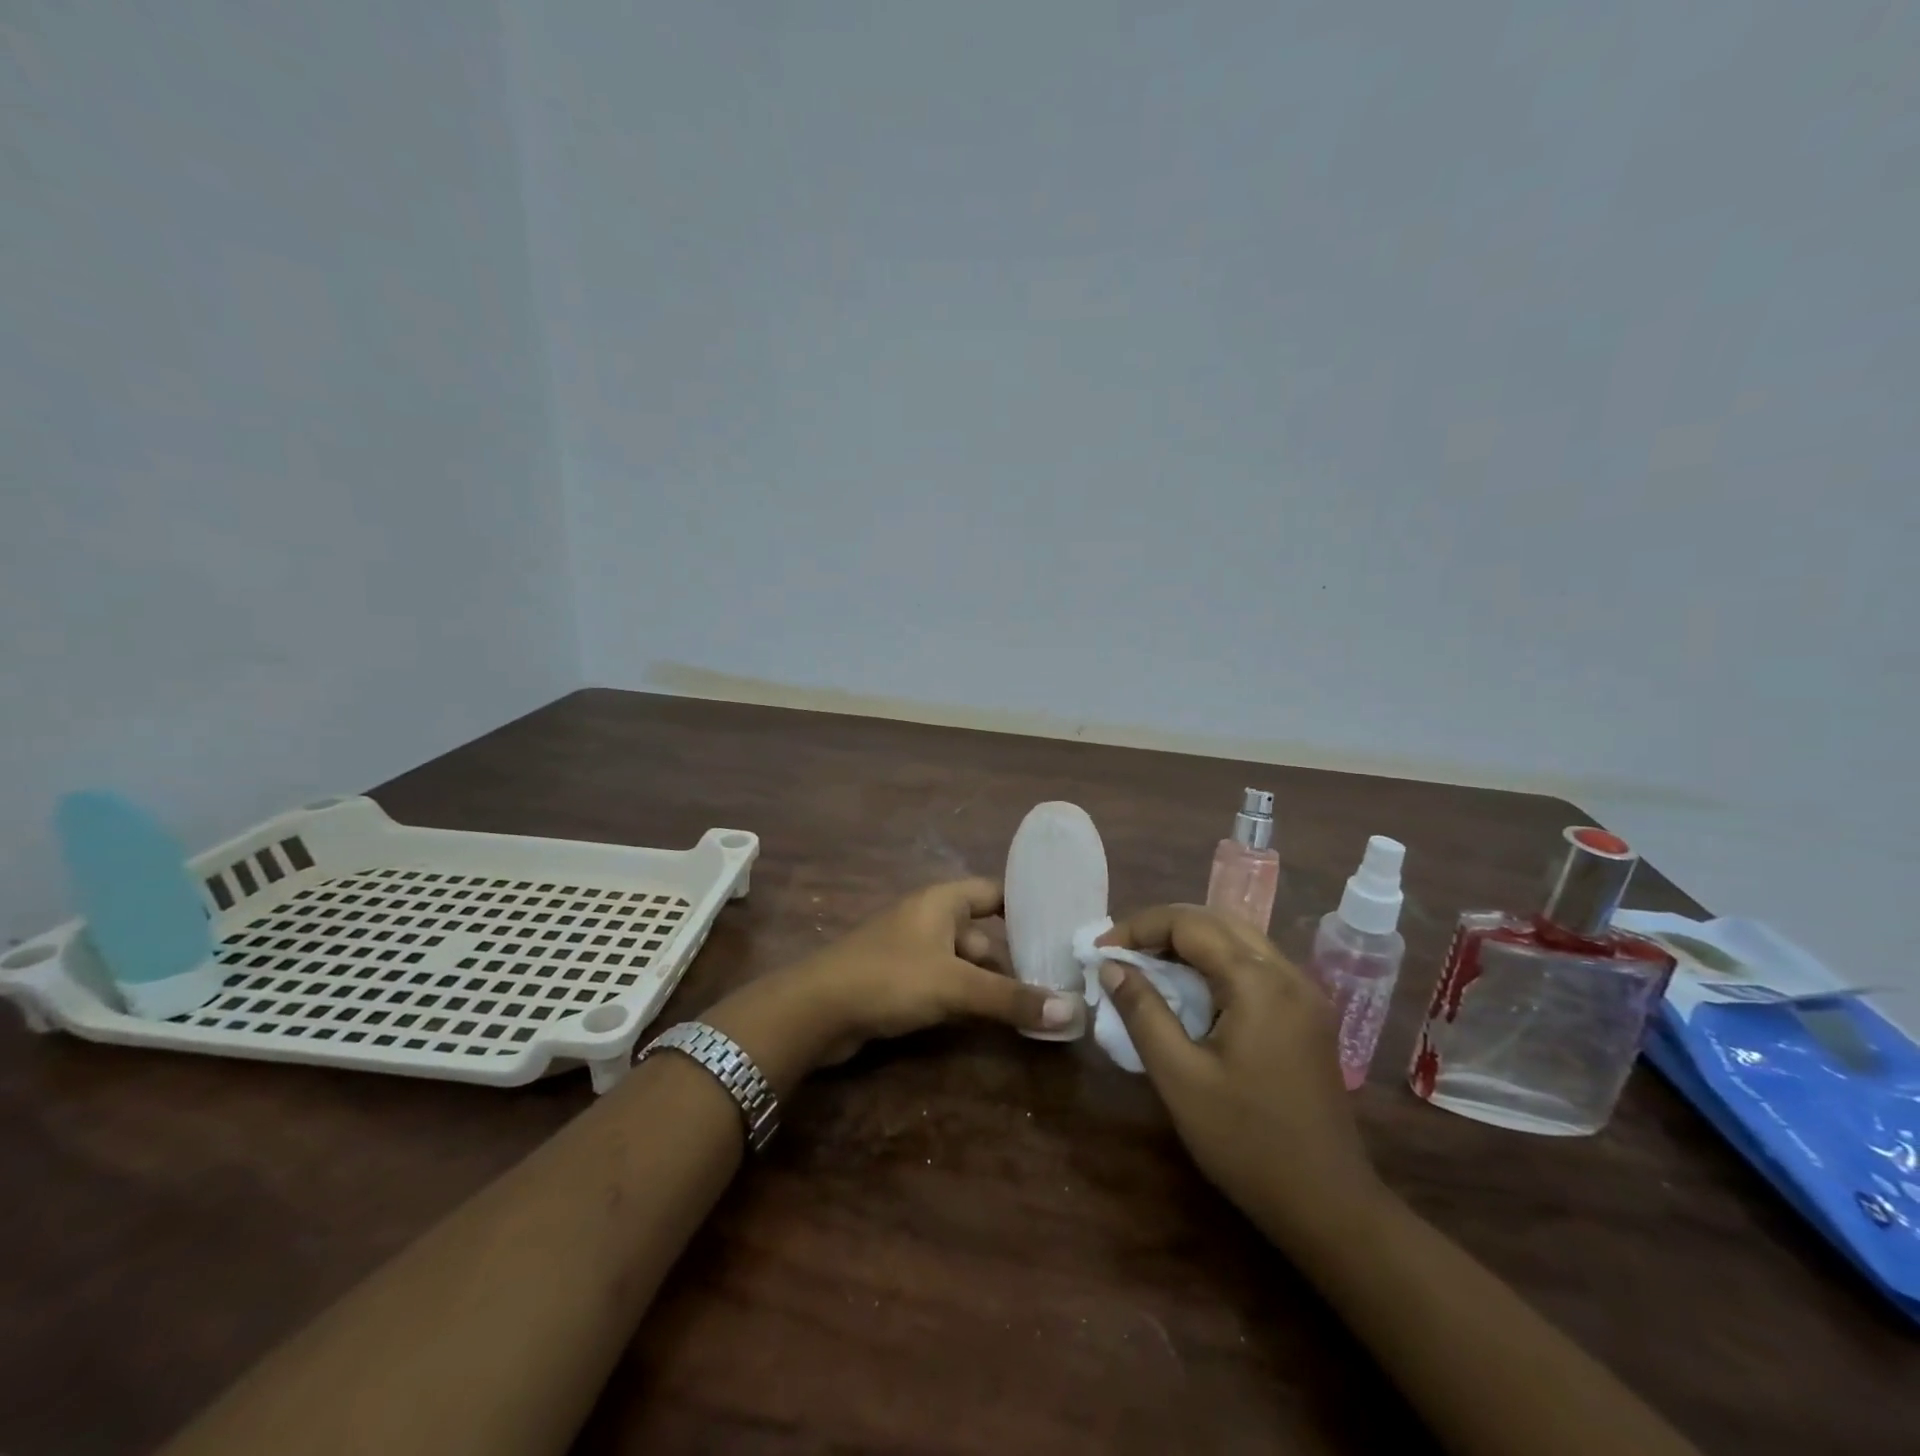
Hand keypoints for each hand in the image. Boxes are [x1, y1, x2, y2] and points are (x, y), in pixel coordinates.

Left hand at [779, 879, 1076, 1065]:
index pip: (993, 892)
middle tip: (1052, 981)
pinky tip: (983, 1019)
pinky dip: (962, 996)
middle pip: (981, 931)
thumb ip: (1010, 998)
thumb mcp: (955, 986)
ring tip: (1026, 1006)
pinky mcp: (898, 980)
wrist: (816, 1009)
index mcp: (941, 901)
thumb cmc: (890, 978)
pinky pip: (942, 981)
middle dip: (1010, 957)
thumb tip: (1071, 1011)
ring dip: (986, 982)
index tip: (1058, 928)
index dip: (1024, 906)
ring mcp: (911, 949)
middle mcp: (928, 917)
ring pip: (962, 961)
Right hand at [1095, 905, 1381, 1248]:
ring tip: (1147, 964)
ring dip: (1189, 941)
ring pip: (1238, 938)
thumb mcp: (1180, 1077)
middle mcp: (1287, 973)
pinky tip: (1190, 988)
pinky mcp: (1308, 1013)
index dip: (1139, 928)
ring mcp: (1304, 992)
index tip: (1101, 950)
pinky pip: (1254, 964)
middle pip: (1217, 920)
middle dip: (1163, 927)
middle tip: (1121, 953)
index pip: (1190, 924)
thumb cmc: (1246, 1142)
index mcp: (1258, 983)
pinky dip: (1215, 962)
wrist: (1328, 1205)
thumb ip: (1143, 1012)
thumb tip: (1111, 966)